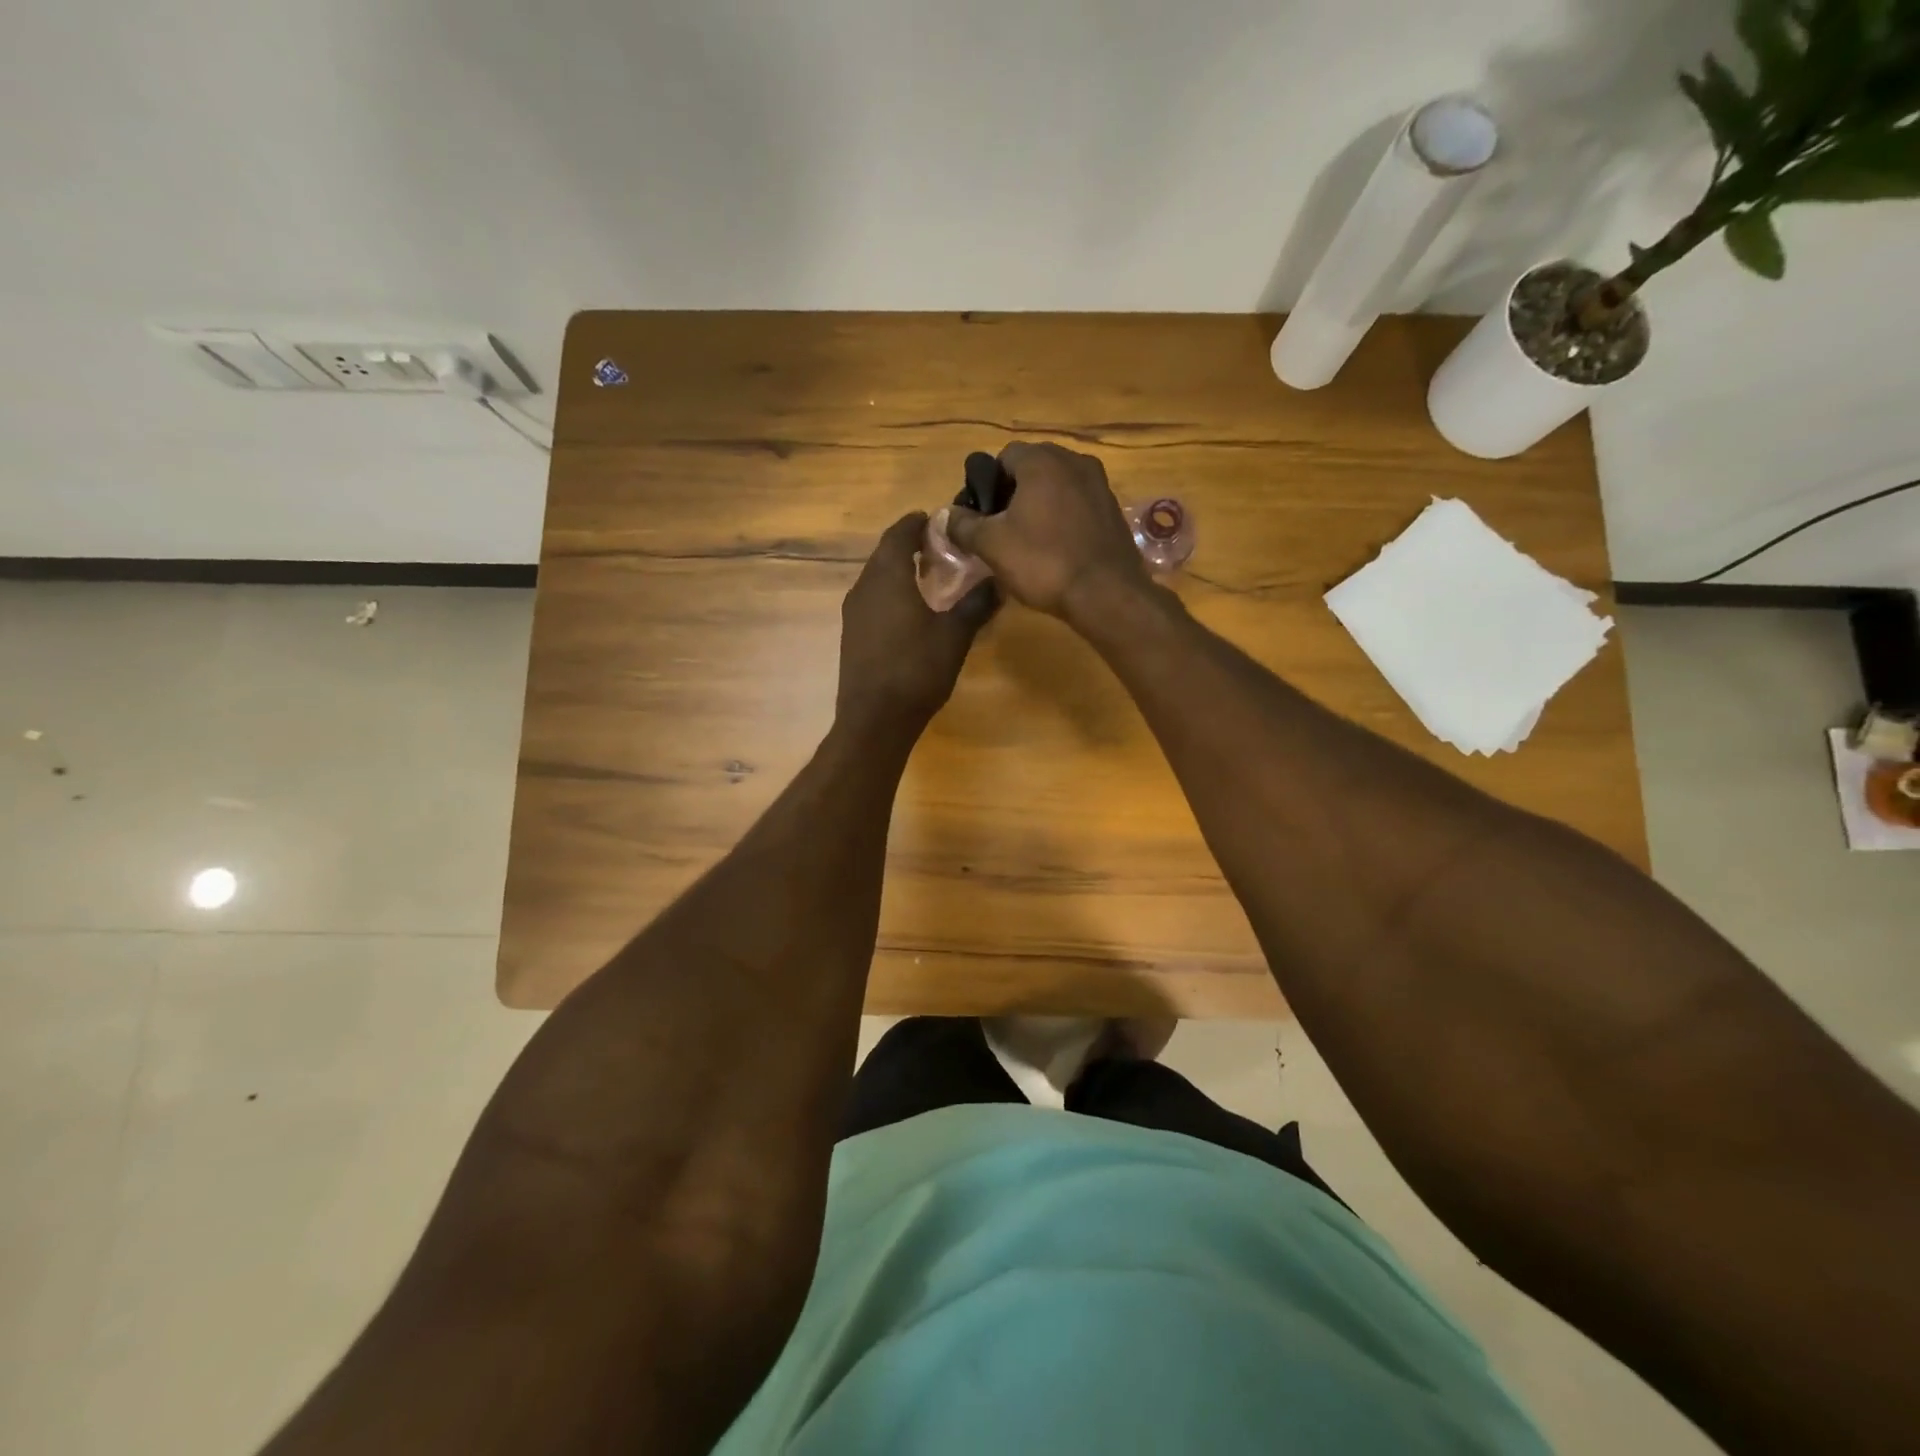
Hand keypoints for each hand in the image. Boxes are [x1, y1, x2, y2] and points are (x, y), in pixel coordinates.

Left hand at [836, 511, 996, 741]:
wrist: (875, 719)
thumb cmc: (917, 670)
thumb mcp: (955, 635)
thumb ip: (975, 604)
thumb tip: (997, 581)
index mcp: (887, 577)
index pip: (899, 533)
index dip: (917, 523)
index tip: (936, 521)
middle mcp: (864, 587)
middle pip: (884, 554)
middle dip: (909, 546)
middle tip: (938, 549)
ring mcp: (853, 613)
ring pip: (876, 578)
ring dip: (898, 571)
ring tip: (927, 578)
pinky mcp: (851, 635)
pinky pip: (871, 601)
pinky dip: (890, 594)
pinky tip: (910, 611)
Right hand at [945, 442, 1148, 621]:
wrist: (1106, 594)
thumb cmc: (1043, 563)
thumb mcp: (992, 545)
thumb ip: (964, 525)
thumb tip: (948, 515)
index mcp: (1042, 461)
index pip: (1004, 456)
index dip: (987, 484)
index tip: (981, 516)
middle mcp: (1074, 461)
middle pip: (1033, 468)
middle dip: (1013, 493)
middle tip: (1001, 529)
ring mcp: (1100, 484)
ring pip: (1057, 486)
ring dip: (1039, 505)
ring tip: (1027, 540)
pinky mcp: (1113, 510)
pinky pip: (1078, 504)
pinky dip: (1063, 517)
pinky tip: (1056, 548)